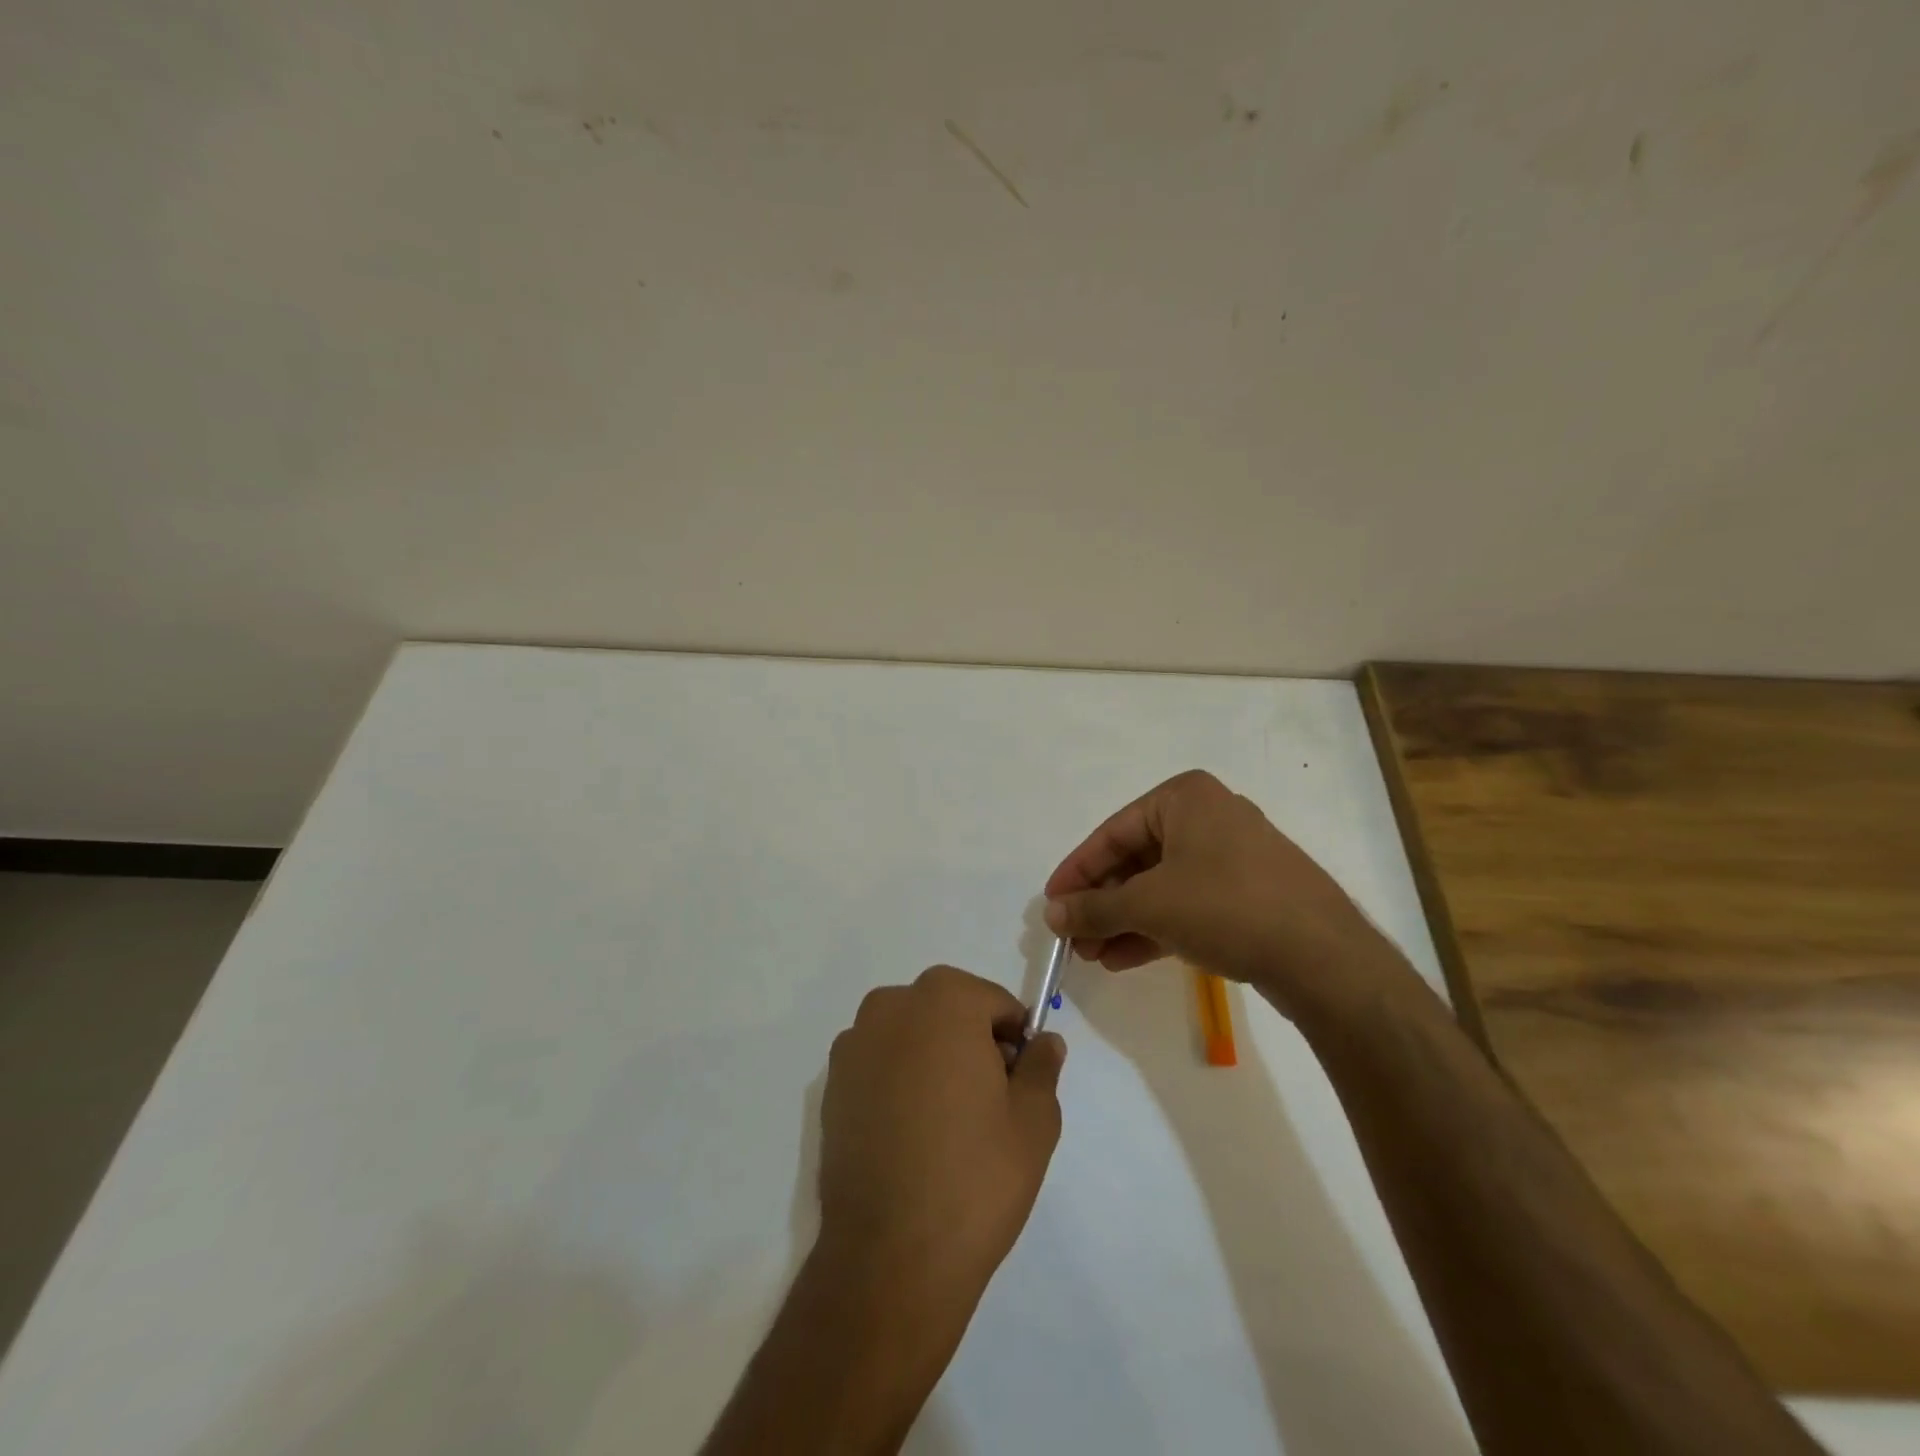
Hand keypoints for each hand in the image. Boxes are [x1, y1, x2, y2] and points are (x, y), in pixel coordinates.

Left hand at [818, 967, 1065, 1324]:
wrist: (890, 1257)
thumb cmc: (975, 1176)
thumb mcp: (1034, 1120)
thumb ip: (1041, 1067)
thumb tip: (1045, 1042)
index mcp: (944, 1000)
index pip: (994, 1003)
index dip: (1014, 1040)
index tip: (1018, 1083)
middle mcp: (891, 1006)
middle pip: (948, 1011)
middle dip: (972, 1043)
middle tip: (988, 1105)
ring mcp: (853, 1045)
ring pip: (911, 1036)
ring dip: (932, 1059)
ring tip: (947, 1124)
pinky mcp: (830, 1085)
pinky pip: (879, 1065)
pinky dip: (898, 1082)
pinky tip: (910, 1136)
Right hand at [1043, 769, 1406, 1019]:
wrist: (1323, 957)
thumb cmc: (1225, 907)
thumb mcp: (1149, 905)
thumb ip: (1093, 908)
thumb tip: (1051, 914)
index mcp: (1185, 797)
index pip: (1112, 833)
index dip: (1076, 871)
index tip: (1051, 903)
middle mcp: (1209, 817)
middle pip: (1136, 860)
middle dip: (1102, 903)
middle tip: (1073, 937)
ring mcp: (1233, 857)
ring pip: (1161, 886)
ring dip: (1124, 920)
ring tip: (1093, 955)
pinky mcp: (1248, 894)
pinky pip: (1188, 904)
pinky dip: (1156, 928)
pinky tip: (1123, 958)